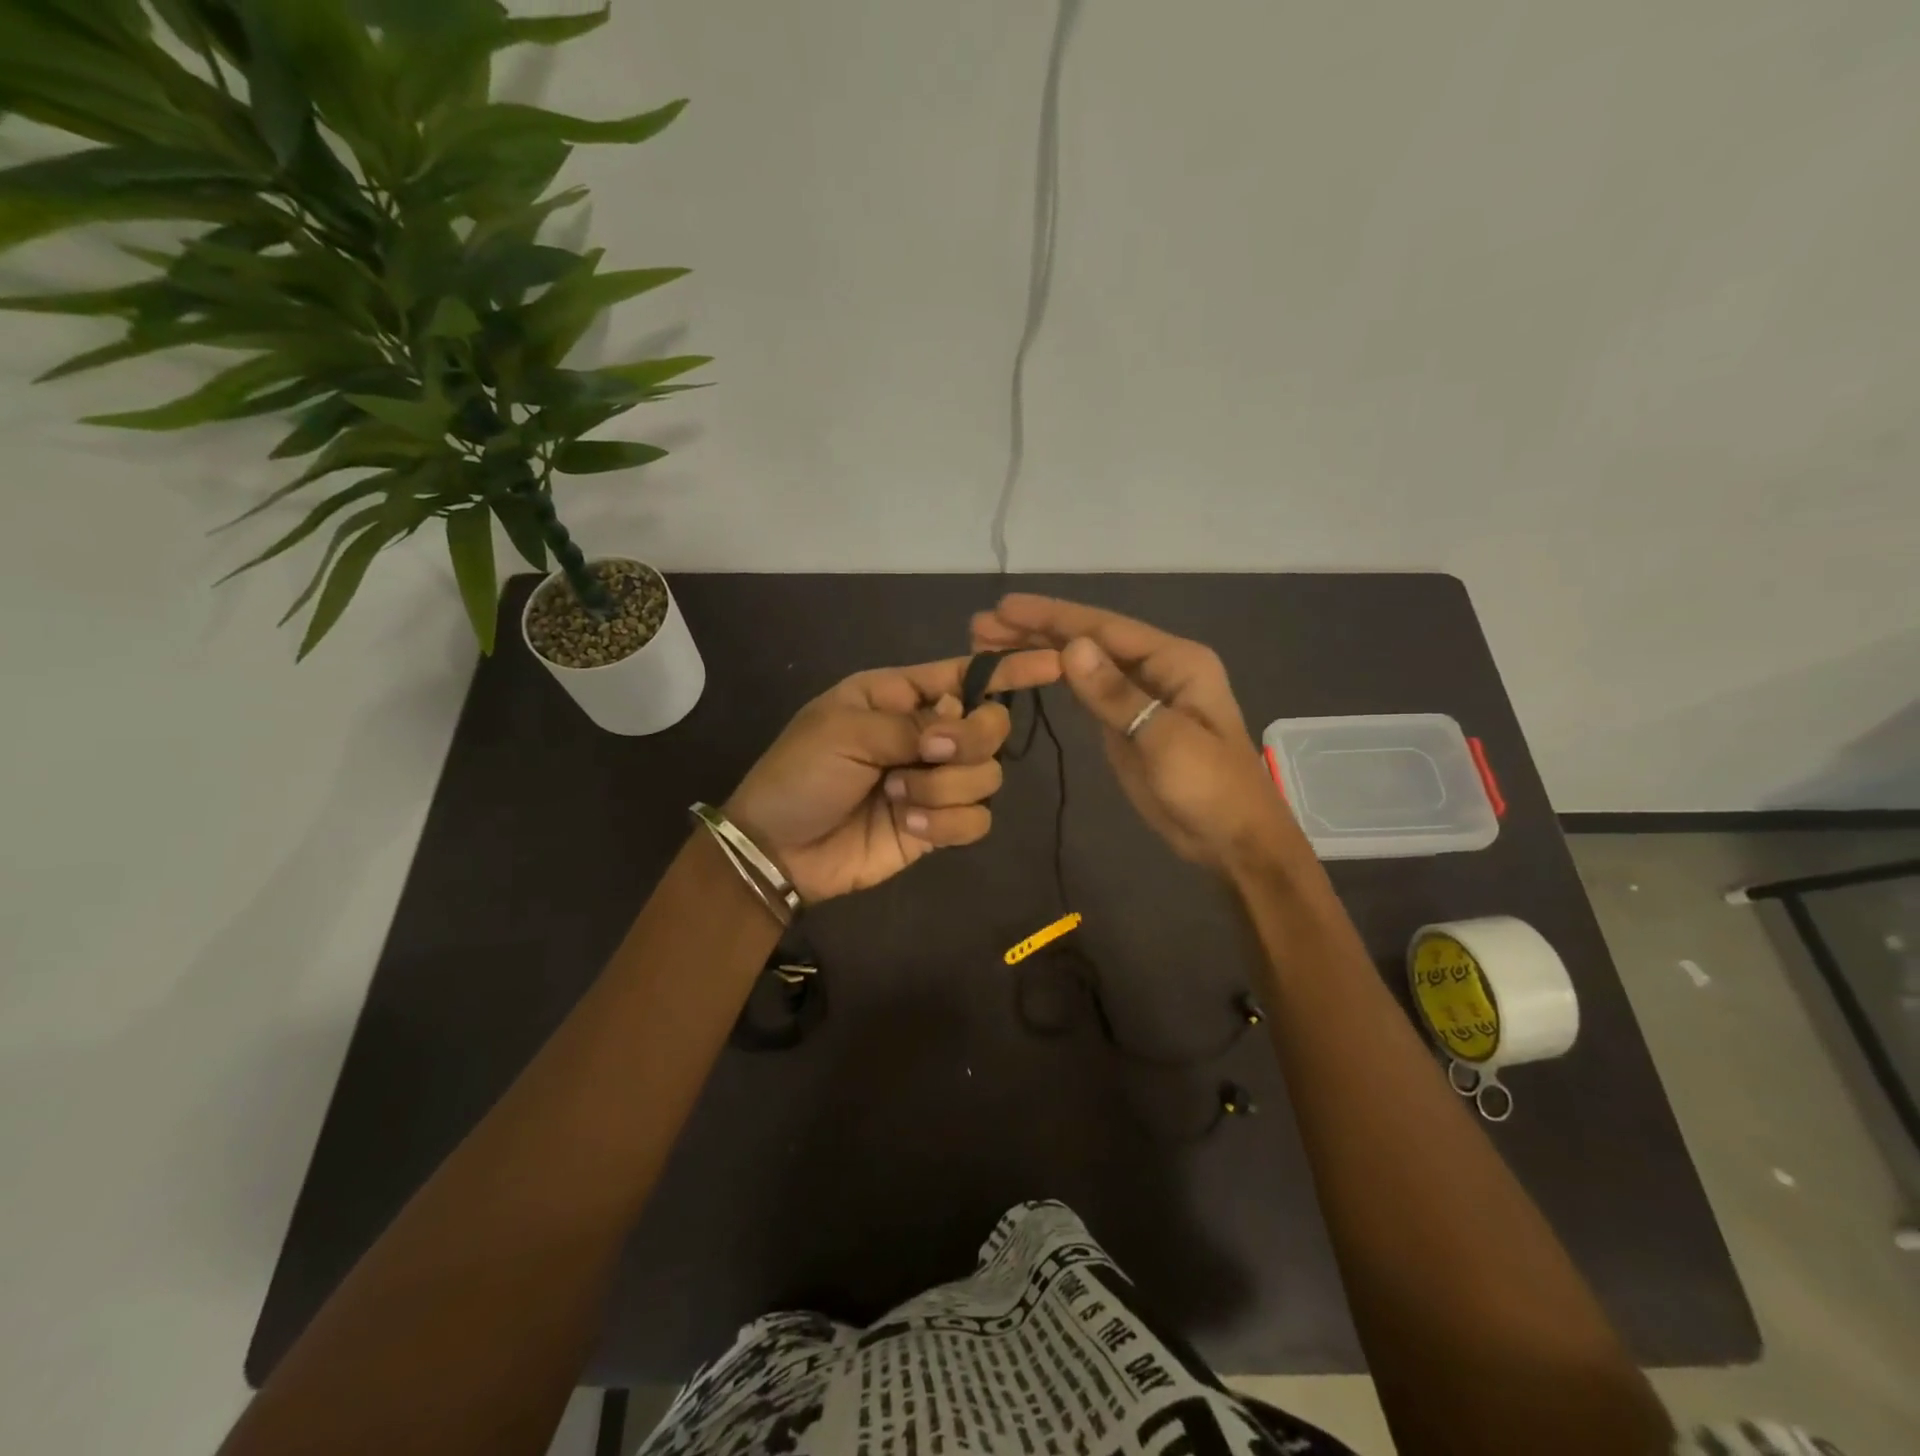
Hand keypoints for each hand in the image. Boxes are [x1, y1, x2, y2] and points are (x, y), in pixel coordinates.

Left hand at [725, 650, 1061, 901]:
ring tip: (897, 796)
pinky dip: (950, 822)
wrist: (777, 849)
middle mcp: (928, 734)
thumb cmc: (800, 773)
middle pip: (991, 726)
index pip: (966, 675)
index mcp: (902, 696)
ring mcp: (937, 782)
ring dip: (946, 787)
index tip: (1055, 663)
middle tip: (929, 752)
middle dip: (970, 740)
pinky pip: (978, 820)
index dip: (1010, 669)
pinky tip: (912, 826)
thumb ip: (911, 724)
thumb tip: (961, 728)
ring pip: (989, 776)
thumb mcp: (844, 730)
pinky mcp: (939, 826)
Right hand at [971, 594, 1302, 872]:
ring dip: (1039, 650)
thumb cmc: (1209, 787)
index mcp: (1174, 661)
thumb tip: (1069, 647)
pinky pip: (1085, 691)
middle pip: (1088, 640)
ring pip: (1082, 663)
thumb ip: (1115, 695)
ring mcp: (1139, 695)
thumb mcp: (1164, 740)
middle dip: (1036, 629)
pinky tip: (1026, 668)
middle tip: (981, 626)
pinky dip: (1054, 678)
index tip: (1004, 607)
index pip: (1103, 628)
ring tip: (988, 643)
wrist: (1232, 840)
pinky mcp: (1125, 723)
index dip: (1051, 616)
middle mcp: (1155, 668)